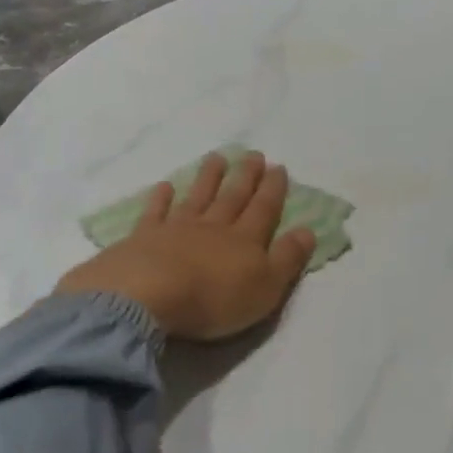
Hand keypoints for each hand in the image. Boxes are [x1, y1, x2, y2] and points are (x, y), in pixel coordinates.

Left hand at [55, 151, 315, 340]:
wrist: (148, 296)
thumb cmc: (214, 299)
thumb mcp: (266, 287)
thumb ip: (287, 258)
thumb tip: (308, 230)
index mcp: (245, 241)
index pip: (264, 210)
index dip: (273, 190)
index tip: (278, 168)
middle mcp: (213, 228)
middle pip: (232, 198)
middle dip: (245, 176)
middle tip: (253, 154)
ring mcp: (176, 229)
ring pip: (197, 197)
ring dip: (208, 178)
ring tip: (216, 158)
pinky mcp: (144, 238)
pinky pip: (155, 212)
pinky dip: (160, 198)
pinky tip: (164, 186)